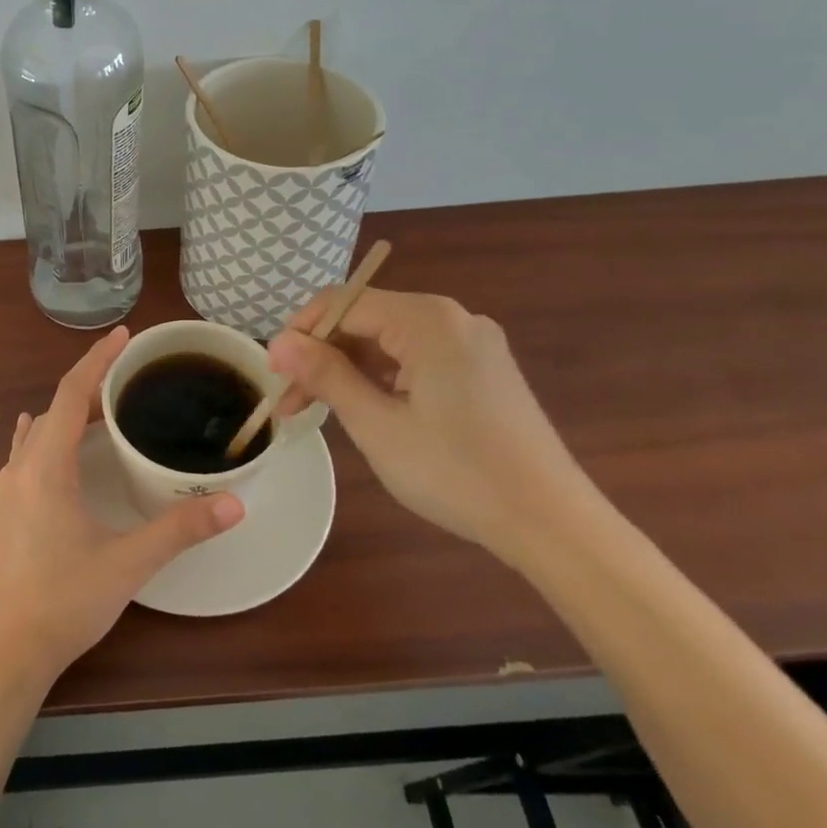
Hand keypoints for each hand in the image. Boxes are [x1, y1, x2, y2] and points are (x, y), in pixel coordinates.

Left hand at [0, 326, 245, 688]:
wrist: (7, 651)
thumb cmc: (64, 601)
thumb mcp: (128, 562)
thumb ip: (180, 529)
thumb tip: (234, 503)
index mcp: (46, 465)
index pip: (72, 393)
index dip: (98, 360)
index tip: (124, 336)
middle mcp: (21, 465)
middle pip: (57, 406)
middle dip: (92, 385)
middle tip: (132, 377)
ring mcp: (8, 486)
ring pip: (41, 429)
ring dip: (71, 411)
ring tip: (108, 407)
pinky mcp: (6, 506)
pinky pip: (28, 450)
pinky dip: (50, 433)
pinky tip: (56, 441)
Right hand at [267, 289, 592, 563]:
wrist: (553, 524)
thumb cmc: (457, 472)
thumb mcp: (377, 424)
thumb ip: (325, 374)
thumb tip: (279, 343)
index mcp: (428, 320)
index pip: (343, 303)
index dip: (301, 332)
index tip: (273, 372)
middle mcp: (452, 318)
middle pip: (366, 319)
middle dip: (322, 354)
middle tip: (291, 400)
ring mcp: (472, 343)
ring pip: (389, 340)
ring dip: (349, 368)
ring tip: (319, 409)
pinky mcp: (482, 369)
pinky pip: (416, 357)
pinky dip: (383, 377)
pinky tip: (366, 408)